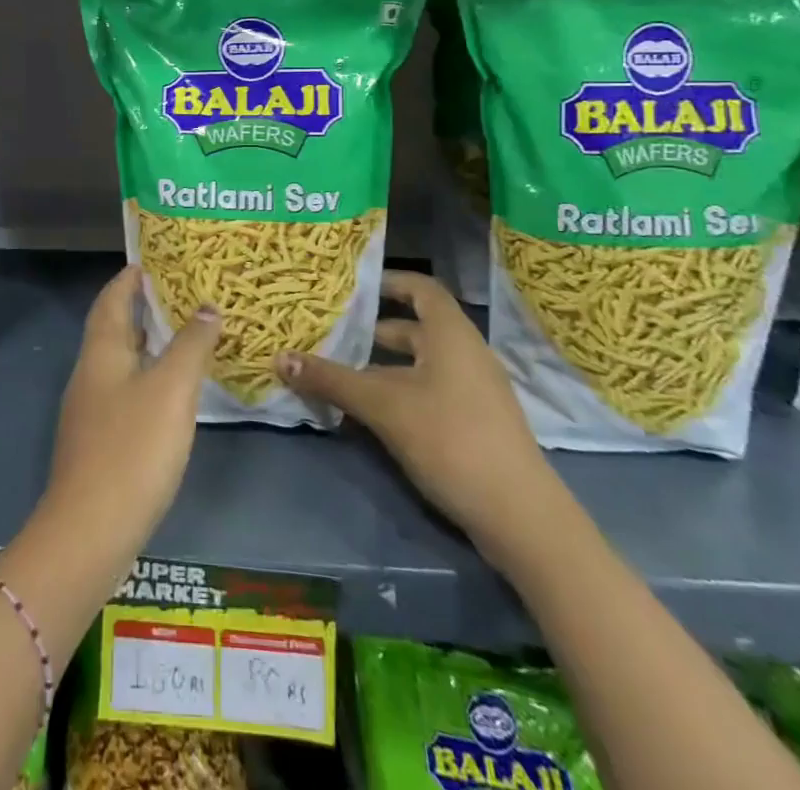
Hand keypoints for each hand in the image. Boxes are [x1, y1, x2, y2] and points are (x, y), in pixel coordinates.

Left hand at [40, 265, 220, 562]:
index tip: (154, 260)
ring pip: (122, 362)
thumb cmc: (132, 449)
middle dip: (144, 308)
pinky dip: (149, 378)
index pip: (112, 299)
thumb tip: (207, 306)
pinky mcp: (100, 442)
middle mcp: (91, 373)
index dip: (130, 277)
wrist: (90, 532)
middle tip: (183, 295)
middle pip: (114, 328)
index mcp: (102, 352)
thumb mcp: (171, 389)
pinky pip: (126, 392)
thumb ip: (191, 345)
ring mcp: (92, 410)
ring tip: (187, 336)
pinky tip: (174, 393)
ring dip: (149, 344)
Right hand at [274, 270, 559, 558]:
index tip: (352, 287)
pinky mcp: (477, 424)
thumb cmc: (450, 439)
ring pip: (421, 364)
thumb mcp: (383, 406)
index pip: (420, 288)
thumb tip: (279, 357)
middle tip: (333, 335)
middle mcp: (466, 353)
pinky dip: (401, 392)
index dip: (388, 282)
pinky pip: (432, 391)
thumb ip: (332, 380)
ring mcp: (476, 391)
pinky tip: (373, 414)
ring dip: (384, 367)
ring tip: (343, 375)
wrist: (520, 517)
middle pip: (416, 328)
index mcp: (451, 334)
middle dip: (374, 332)